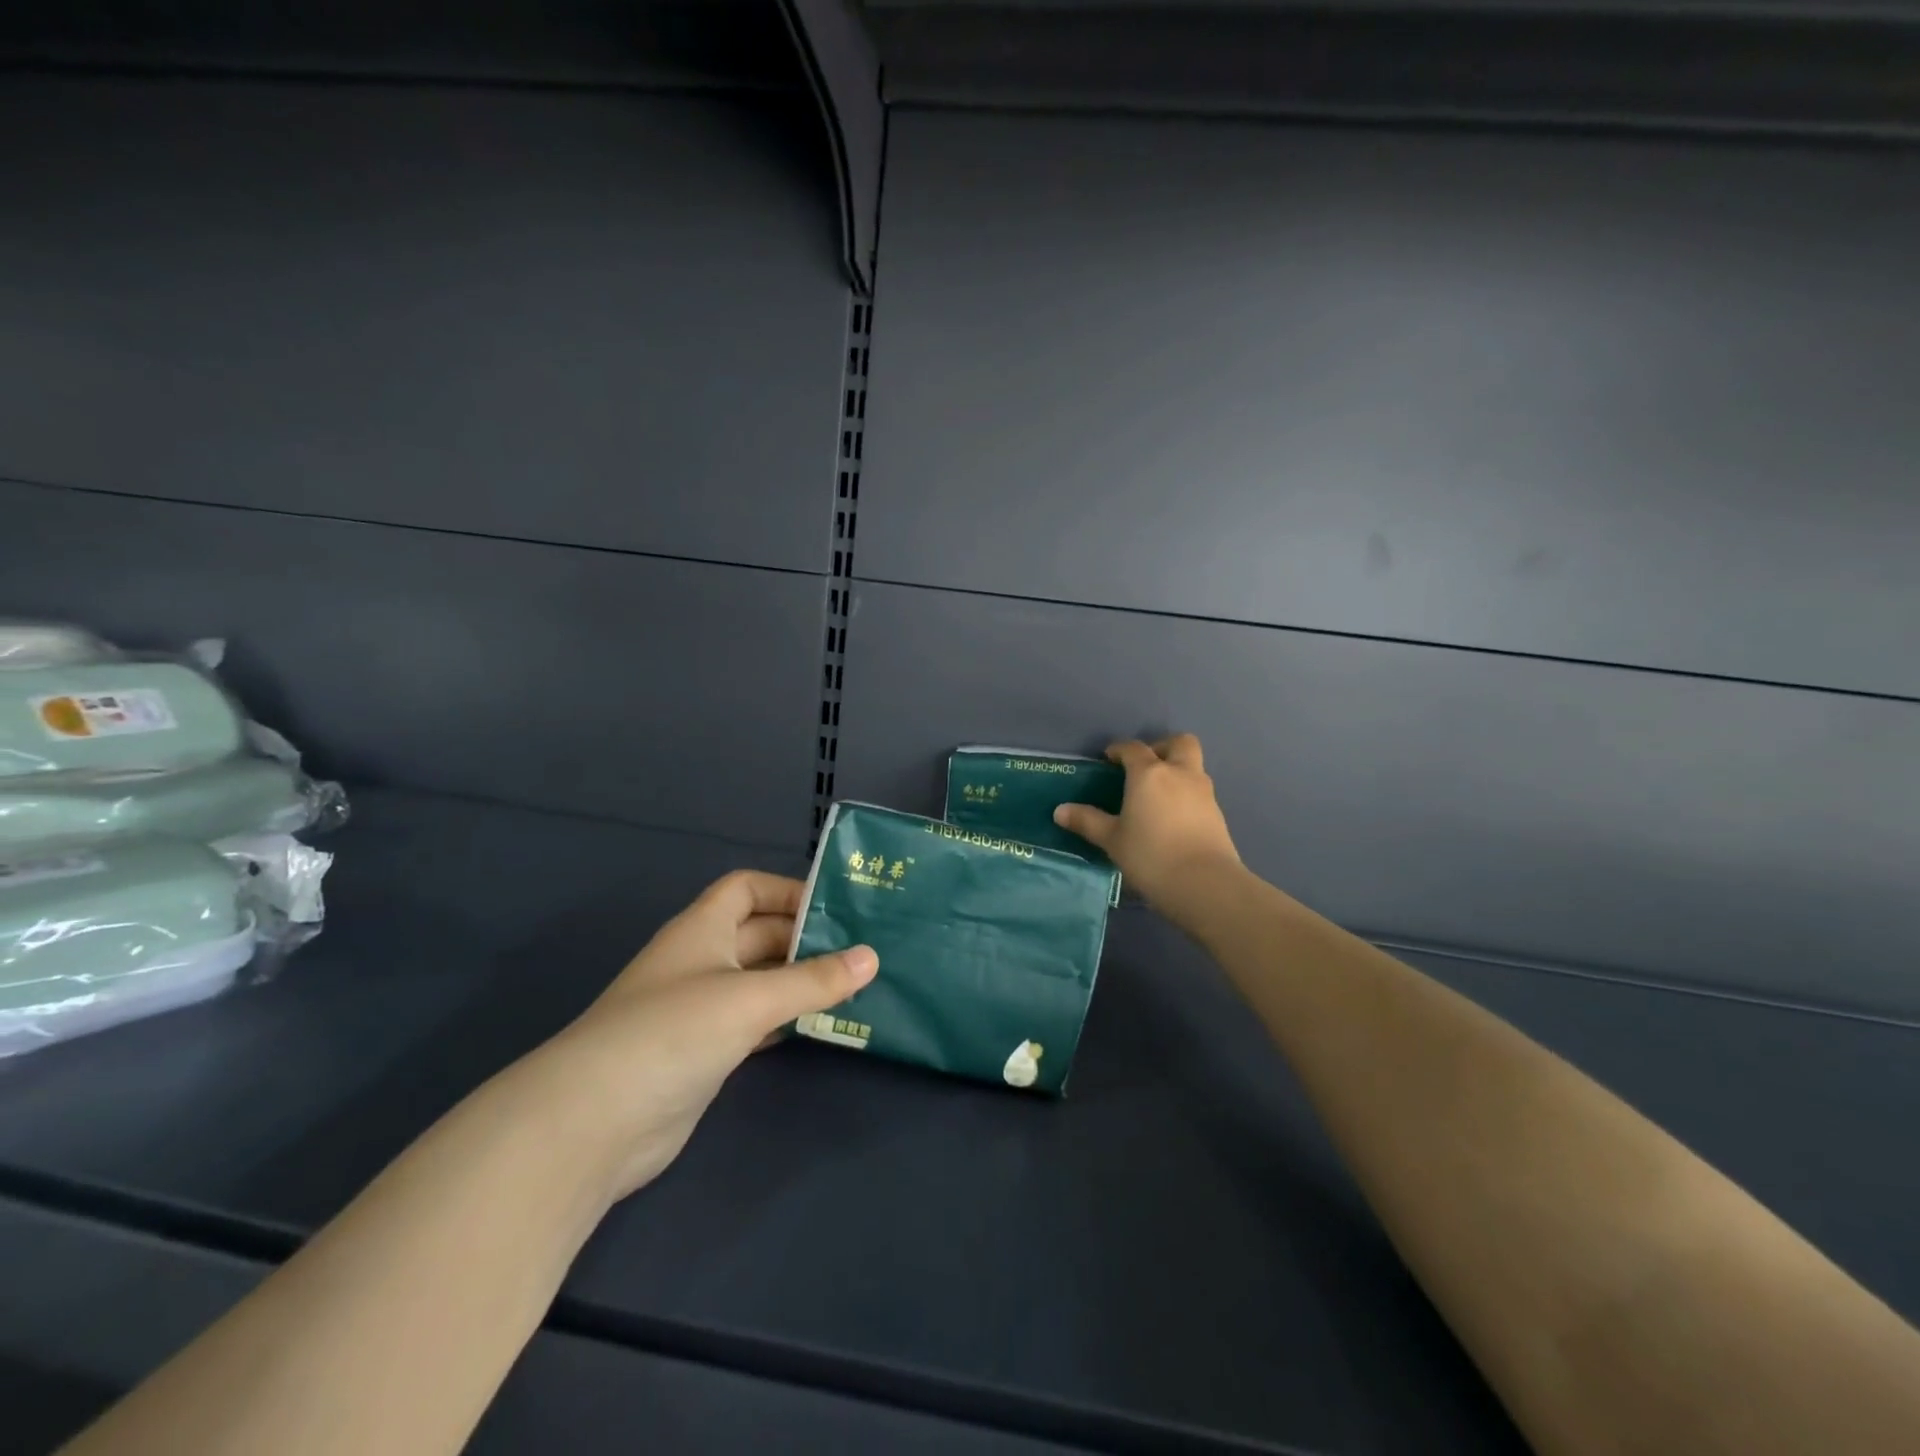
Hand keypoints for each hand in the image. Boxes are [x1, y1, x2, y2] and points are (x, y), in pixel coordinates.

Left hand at [518, 871, 876, 1202]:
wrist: (593, 1123)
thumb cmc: (673, 1033)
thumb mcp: (750, 998)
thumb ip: (814, 980)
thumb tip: (872, 957)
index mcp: (703, 929)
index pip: (747, 888)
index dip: (788, 890)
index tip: (836, 908)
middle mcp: (702, 961)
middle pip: (761, 935)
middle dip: (807, 939)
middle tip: (864, 950)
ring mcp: (700, 1009)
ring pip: (761, 981)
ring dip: (801, 982)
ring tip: (856, 986)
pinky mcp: (704, 1053)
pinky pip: (755, 1022)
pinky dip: (786, 1020)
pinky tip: (821, 1027)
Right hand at [1054, 734, 1241, 912]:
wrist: (1204, 884)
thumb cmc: (1150, 855)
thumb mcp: (1112, 840)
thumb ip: (1087, 821)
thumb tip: (1060, 810)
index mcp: (1150, 773)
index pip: (1133, 748)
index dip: (1119, 750)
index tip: (1108, 760)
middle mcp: (1180, 773)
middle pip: (1178, 743)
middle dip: (1161, 747)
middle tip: (1144, 767)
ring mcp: (1203, 792)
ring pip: (1192, 766)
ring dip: (1176, 771)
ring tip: (1157, 795)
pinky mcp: (1218, 813)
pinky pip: (1199, 791)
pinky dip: (1186, 795)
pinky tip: (1173, 818)